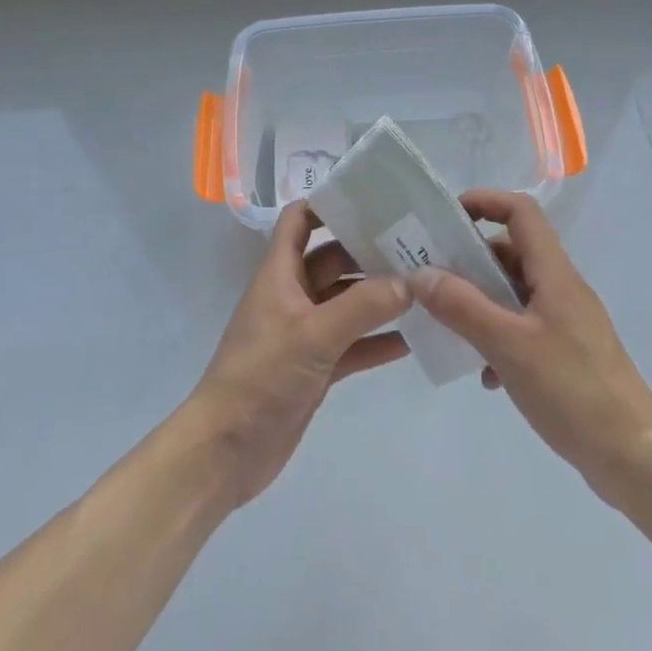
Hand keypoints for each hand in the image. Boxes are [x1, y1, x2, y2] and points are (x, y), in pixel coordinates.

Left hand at [187, 201, 411, 506]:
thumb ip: (362, 306)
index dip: (328, 204)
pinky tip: (414, 340)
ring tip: (426, 288)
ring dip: (379, 297)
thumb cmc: (261, 376)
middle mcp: (293, 295)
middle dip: (368, 252)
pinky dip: (378, 340)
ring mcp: (305, 332)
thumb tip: (409, 281)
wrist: (226, 451)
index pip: (299, 221)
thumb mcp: (313, 335)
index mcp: (280, 273)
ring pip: (347, 303)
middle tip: (417, 244)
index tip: (371, 199)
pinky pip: (352, 344)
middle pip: (333, 259)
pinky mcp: (316, 367)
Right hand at [411, 189, 651, 504]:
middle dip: (471, 260)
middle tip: (432, 279)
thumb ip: (462, 307)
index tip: (446, 219)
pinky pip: (523, 327)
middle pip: (512, 251)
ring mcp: (567, 321)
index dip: (484, 202)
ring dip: (481, 302)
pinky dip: (498, 337)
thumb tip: (421, 274)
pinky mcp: (567, 353)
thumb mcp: (508, 345)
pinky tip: (485, 374)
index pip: (521, 212)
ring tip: (450, 327)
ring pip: (514, 292)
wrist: (634, 459)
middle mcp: (562, 288)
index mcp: (554, 273)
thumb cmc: (572, 390)